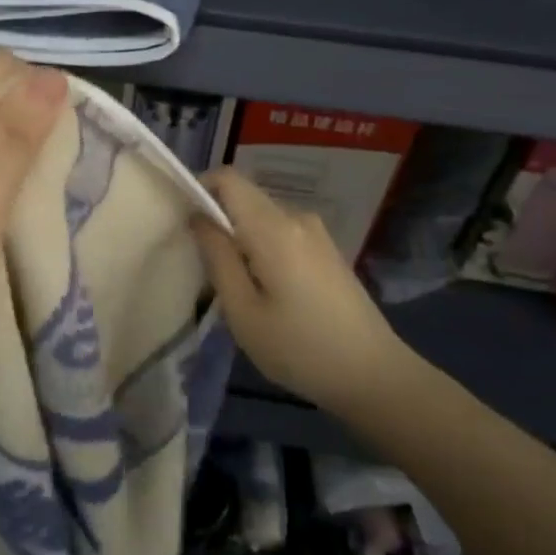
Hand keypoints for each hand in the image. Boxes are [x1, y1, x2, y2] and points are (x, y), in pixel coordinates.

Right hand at [192, 168, 412, 412]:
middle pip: (245, 197)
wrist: (373, 375)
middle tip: (201, 263)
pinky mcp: (326, 250)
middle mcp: (296, 218)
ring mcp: (316, 233)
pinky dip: (260, 247)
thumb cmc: (299, 348)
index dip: (199, 188)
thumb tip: (197, 216)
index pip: (228, 179)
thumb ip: (217, 257)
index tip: (182, 221)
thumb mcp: (243, 310)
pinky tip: (263, 289)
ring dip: (239, 237)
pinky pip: (281, 232)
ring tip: (231, 284)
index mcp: (273, 227)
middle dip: (216, 218)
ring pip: (262, 217)